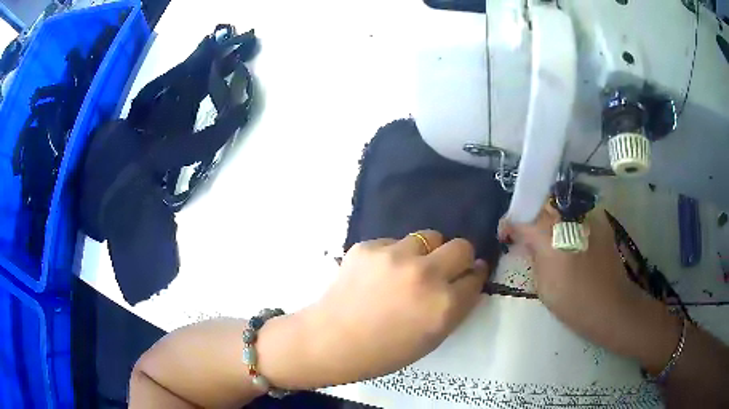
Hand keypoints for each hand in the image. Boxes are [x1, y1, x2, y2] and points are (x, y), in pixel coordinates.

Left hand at [304, 231, 487, 383]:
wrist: (331, 340)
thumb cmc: (384, 351)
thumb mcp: (432, 338)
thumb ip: (456, 308)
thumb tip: (469, 278)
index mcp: (444, 305)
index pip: (475, 277)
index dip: (473, 276)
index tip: (469, 275)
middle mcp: (425, 275)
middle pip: (462, 246)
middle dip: (459, 258)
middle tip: (444, 269)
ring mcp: (395, 257)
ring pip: (429, 236)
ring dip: (427, 252)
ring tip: (409, 268)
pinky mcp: (369, 247)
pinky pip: (394, 242)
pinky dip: (394, 255)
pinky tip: (379, 273)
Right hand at [498, 205, 679, 369]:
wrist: (612, 306)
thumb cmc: (574, 303)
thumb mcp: (543, 285)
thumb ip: (533, 257)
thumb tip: (526, 241)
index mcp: (550, 238)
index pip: (522, 218)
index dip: (509, 224)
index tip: (505, 235)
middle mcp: (569, 218)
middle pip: (541, 205)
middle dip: (530, 217)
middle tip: (526, 235)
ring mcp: (587, 216)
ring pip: (559, 205)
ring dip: (549, 217)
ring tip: (548, 237)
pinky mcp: (600, 219)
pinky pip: (577, 213)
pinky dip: (568, 221)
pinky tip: (570, 239)